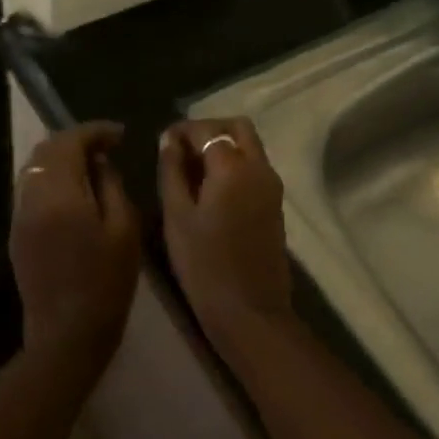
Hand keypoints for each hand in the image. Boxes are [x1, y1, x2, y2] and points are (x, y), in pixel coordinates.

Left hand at [11, 122, 139, 364]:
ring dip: (61, 159)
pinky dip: (52, 179)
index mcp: (58, 195)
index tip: (120, 135)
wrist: (67, 334)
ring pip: (34, 170)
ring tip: (93, 167)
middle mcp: (30, 199)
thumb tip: (101, 163)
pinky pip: (31, 190)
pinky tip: (75, 192)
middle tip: (107, 147)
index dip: (94, 132)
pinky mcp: (17, 235)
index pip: (68, 142)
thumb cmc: (106, 283)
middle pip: (45, 151)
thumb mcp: (124, 230)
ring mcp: (19, 217)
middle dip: (76, 141)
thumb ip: (112, 187)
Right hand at [158, 119, 292, 349]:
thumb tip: (170, 140)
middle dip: (209, 131)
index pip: (207, 130)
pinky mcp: (275, 205)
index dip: (182, 130)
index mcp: (233, 166)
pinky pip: (255, 168)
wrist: (249, 309)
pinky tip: (210, 189)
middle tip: (182, 150)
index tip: (162, 142)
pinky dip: (234, 165)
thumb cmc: (204, 264)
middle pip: (238, 129)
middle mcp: (259, 167)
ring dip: (223, 147)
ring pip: (250, 147)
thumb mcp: (177, 216)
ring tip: (192, 171)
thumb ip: (172, 171)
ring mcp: (272, 186)